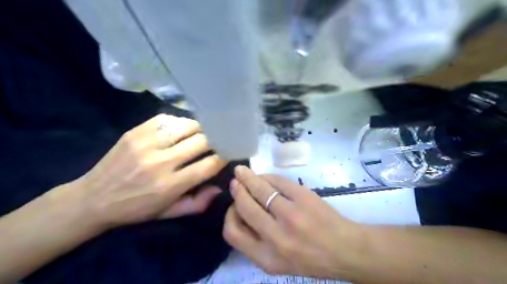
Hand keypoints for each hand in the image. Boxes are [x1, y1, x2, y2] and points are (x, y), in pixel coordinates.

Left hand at [58, 114, 225, 229]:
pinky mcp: (135, 132)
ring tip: (202, 133)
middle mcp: (160, 162)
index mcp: (170, 185)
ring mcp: (146, 143)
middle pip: (201, 141)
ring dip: (199, 129)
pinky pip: (167, 119)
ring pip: (186, 126)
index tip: (228, 152)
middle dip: (215, 140)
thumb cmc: (136, 209)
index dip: (223, 156)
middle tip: (218, 141)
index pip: (209, 165)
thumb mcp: (168, 213)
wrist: (93, 198)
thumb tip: (219, 188)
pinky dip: (180, 123)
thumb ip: (197, 203)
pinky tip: (181, 130)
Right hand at [223, 166, 362, 278]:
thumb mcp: (277, 262)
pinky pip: (278, 181)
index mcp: (266, 257)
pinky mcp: (303, 197)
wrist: (345, 249)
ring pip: (260, 189)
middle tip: (236, 181)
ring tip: (242, 171)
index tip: (233, 205)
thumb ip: (255, 242)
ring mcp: (291, 214)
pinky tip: (265, 176)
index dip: (229, 215)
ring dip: (248, 177)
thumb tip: (239, 211)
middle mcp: (275, 237)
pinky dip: (267, 176)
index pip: (232, 232)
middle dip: (237, 190)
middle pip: (244, 206)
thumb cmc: (309, 259)